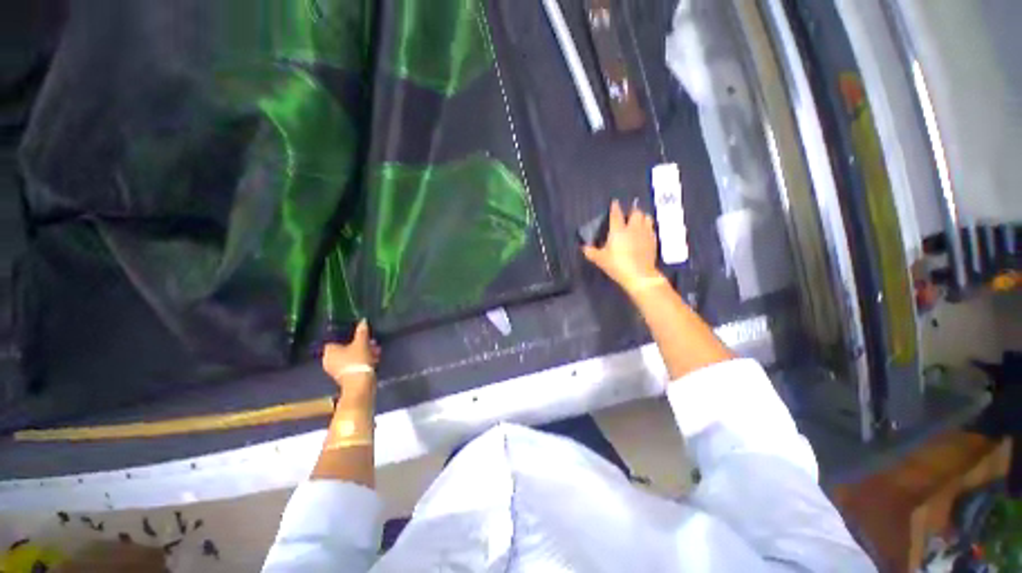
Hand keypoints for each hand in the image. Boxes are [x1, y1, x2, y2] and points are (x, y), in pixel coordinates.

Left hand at [322, 319, 380, 402]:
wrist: (360, 382)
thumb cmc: (357, 360)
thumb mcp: (362, 343)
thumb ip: (362, 331)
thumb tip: (363, 320)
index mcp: (329, 351)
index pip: (336, 340)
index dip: (349, 337)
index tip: (361, 336)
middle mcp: (329, 360)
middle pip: (345, 348)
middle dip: (360, 345)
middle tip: (372, 342)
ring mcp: (336, 370)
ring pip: (351, 357)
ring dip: (363, 353)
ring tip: (377, 351)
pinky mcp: (345, 377)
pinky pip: (353, 365)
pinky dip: (362, 362)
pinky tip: (375, 359)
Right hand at [582, 200, 661, 294]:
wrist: (639, 275)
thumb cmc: (617, 265)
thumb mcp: (600, 259)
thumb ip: (590, 252)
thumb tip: (583, 247)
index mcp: (618, 230)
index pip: (616, 214)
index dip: (615, 207)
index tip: (615, 202)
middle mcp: (633, 228)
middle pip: (636, 212)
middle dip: (632, 210)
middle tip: (628, 213)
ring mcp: (645, 233)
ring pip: (647, 218)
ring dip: (642, 217)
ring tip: (639, 219)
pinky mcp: (653, 241)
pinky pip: (651, 229)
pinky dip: (648, 227)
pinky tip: (645, 232)